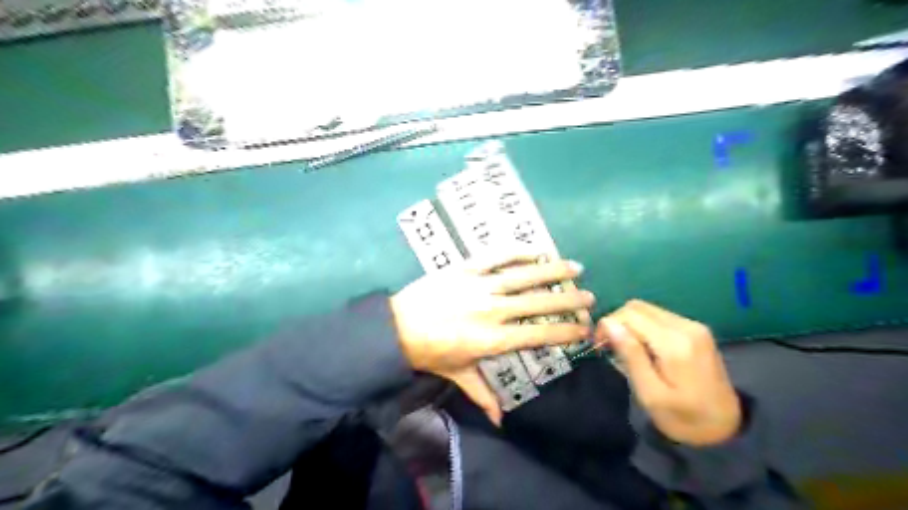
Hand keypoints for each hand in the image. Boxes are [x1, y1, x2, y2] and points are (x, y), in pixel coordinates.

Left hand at [392, 257, 597, 423]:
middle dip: (568, 300)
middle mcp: (492, 310)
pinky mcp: (465, 268)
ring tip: (575, 267)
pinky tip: (536, 250)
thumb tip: (500, 423)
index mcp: (492, 339)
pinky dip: (518, 252)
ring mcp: (479, 285)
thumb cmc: (429, 353)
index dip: (565, 332)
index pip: (537, 335)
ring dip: (552, 271)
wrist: (394, 327)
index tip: (585, 327)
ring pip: (523, 276)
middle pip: (538, 303)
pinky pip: (496, 257)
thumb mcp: (457, 375)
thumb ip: (482, 395)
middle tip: (590, 297)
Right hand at [601, 300, 739, 443]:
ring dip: (630, 324)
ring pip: (647, 309)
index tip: (600, 346)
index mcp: (674, 344)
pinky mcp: (696, 329)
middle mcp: (685, 326)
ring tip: (625, 348)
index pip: (630, 315)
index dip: (608, 325)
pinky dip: (644, 326)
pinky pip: (659, 316)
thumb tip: (609, 324)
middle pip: (637, 307)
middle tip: (610, 347)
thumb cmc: (683, 418)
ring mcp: (694, 325)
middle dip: (617, 322)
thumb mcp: (650, 394)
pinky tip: (643, 347)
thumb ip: (630, 356)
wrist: (726, 427)